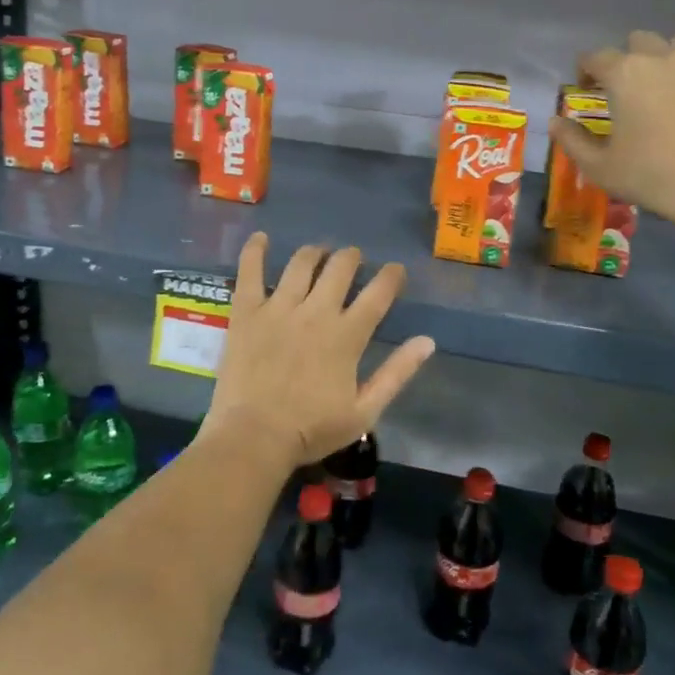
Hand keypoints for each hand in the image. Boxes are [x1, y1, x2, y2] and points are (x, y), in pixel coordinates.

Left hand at [200, 234, 435, 468]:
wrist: (254, 437)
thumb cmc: (312, 429)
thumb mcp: (365, 411)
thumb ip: (397, 373)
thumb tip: (428, 341)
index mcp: (347, 335)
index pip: (378, 294)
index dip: (391, 277)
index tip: (395, 270)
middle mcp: (316, 312)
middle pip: (340, 268)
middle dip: (351, 258)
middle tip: (352, 259)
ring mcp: (278, 307)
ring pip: (301, 263)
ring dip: (315, 252)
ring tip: (319, 252)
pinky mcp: (247, 312)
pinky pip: (250, 271)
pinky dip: (255, 250)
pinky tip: (261, 237)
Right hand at [548, 31, 674, 238]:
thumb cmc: (651, 176)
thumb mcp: (599, 166)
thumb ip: (572, 140)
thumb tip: (556, 122)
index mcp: (626, 75)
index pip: (595, 56)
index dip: (585, 69)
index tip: (584, 87)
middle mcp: (664, 60)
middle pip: (640, 41)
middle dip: (627, 57)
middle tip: (623, 88)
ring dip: (663, 62)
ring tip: (660, 92)